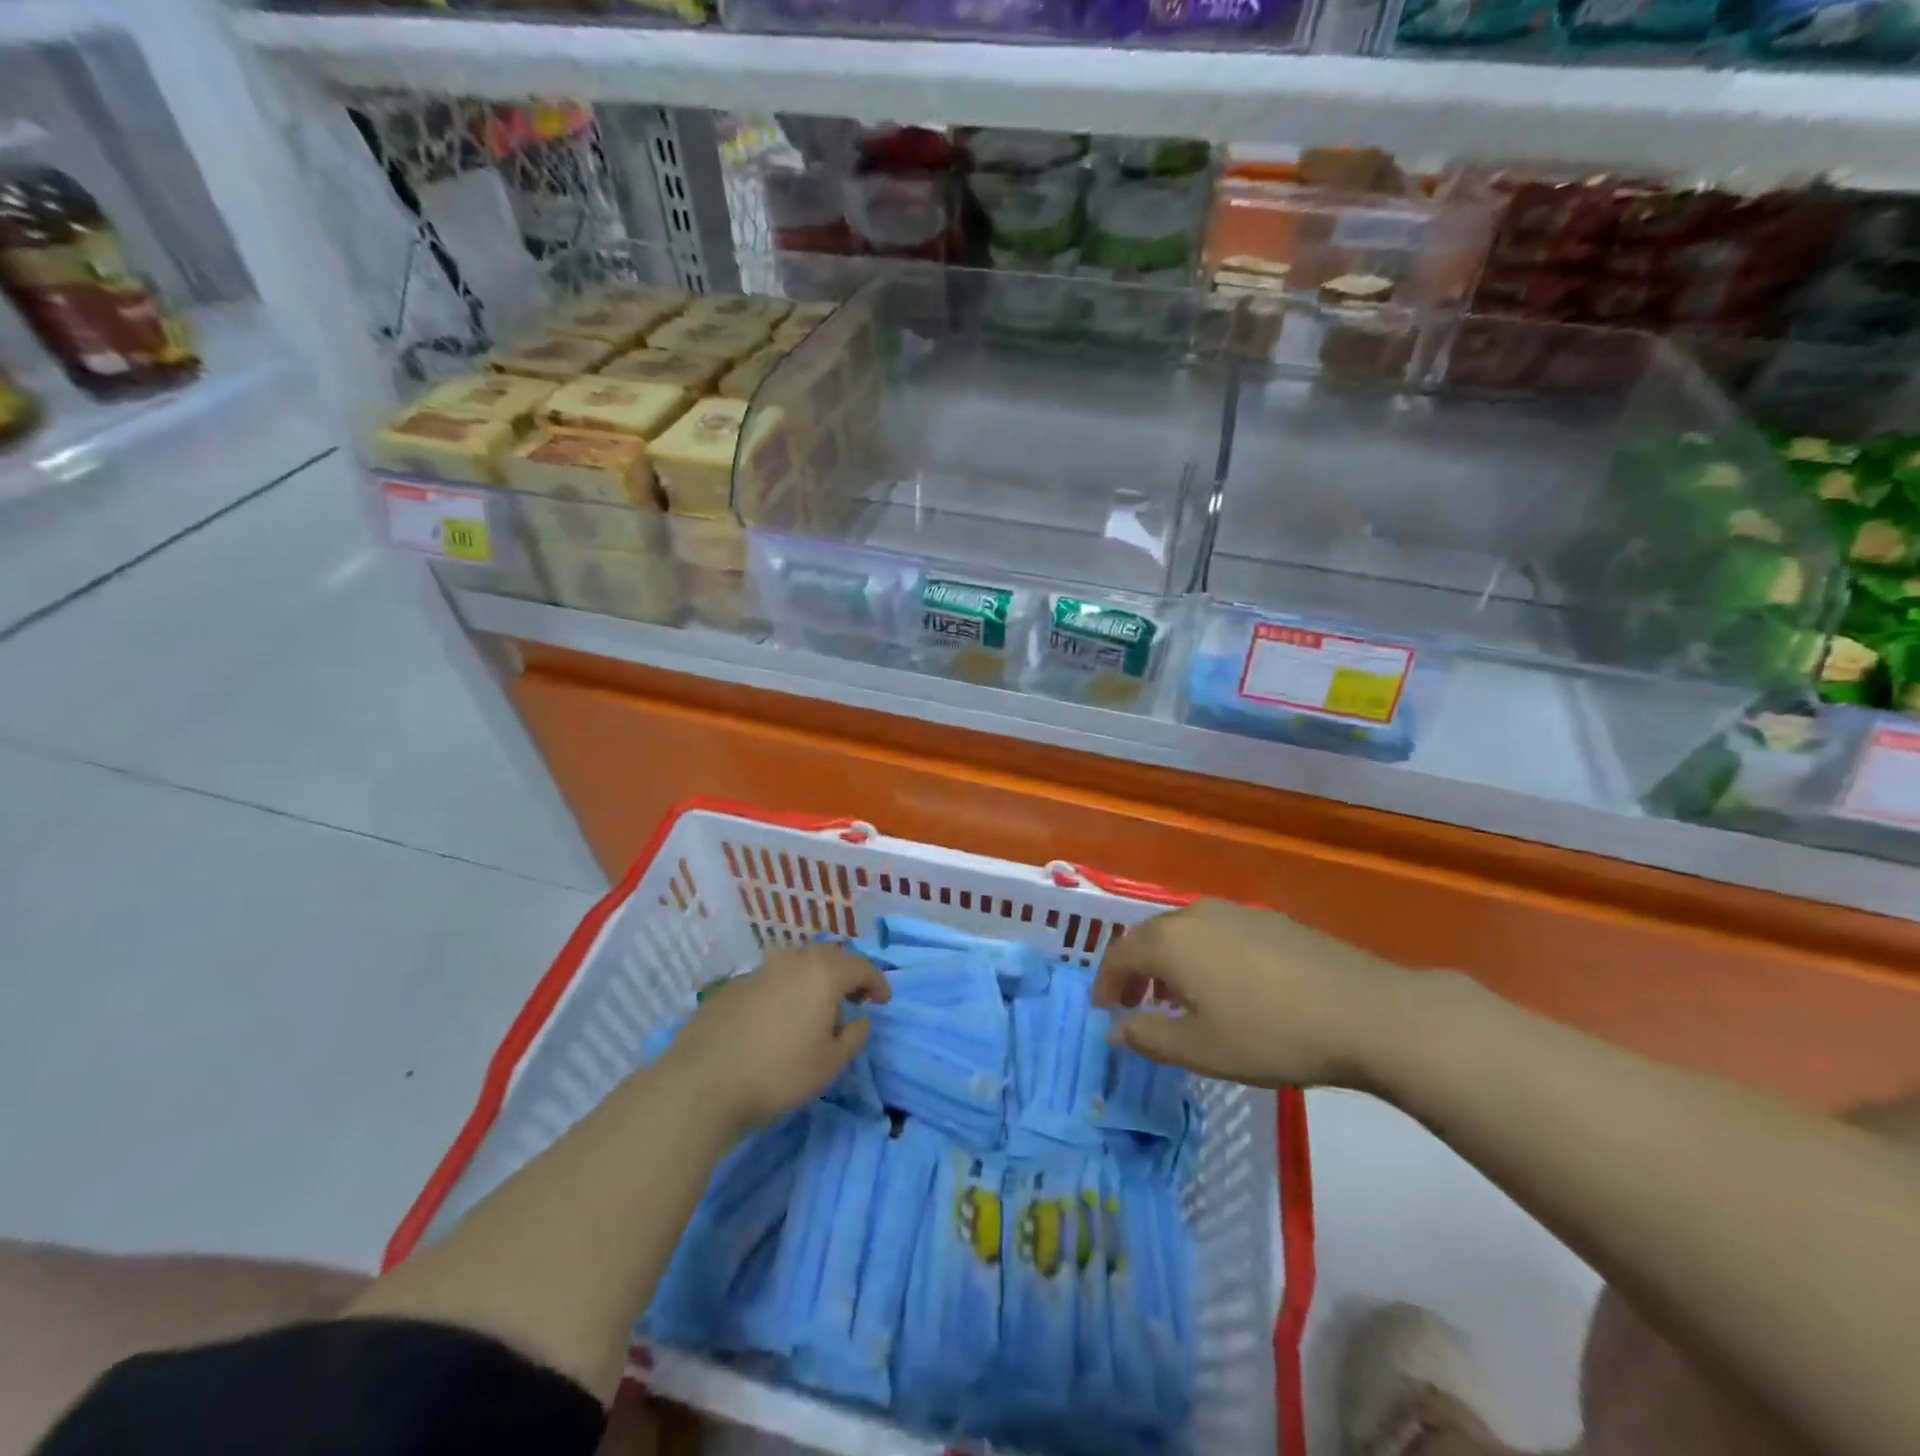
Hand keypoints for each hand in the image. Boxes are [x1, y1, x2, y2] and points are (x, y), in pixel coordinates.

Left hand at [662, 944, 889, 1132]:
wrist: (702, 1083)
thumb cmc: (778, 1073)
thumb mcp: (829, 1064)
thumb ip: (853, 1037)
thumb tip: (860, 1020)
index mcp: (823, 973)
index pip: (861, 966)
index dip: (877, 982)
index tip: (883, 1002)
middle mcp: (793, 961)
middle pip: (828, 957)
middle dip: (845, 974)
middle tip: (852, 999)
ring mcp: (759, 971)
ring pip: (796, 964)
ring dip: (812, 979)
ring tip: (814, 1006)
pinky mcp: (731, 987)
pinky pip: (769, 980)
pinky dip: (783, 991)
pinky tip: (776, 1019)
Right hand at [1092, 899, 1418, 1089]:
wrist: (1364, 1011)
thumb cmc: (1269, 1034)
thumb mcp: (1201, 1049)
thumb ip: (1148, 1037)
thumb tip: (1114, 1030)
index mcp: (1169, 941)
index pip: (1119, 954)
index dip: (1105, 982)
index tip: (1104, 1010)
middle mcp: (1194, 914)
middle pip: (1149, 937)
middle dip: (1136, 971)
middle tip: (1135, 1004)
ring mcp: (1235, 911)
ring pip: (1184, 932)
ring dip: (1170, 963)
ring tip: (1179, 999)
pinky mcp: (1269, 919)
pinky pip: (1217, 932)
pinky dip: (1203, 955)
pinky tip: (1226, 985)